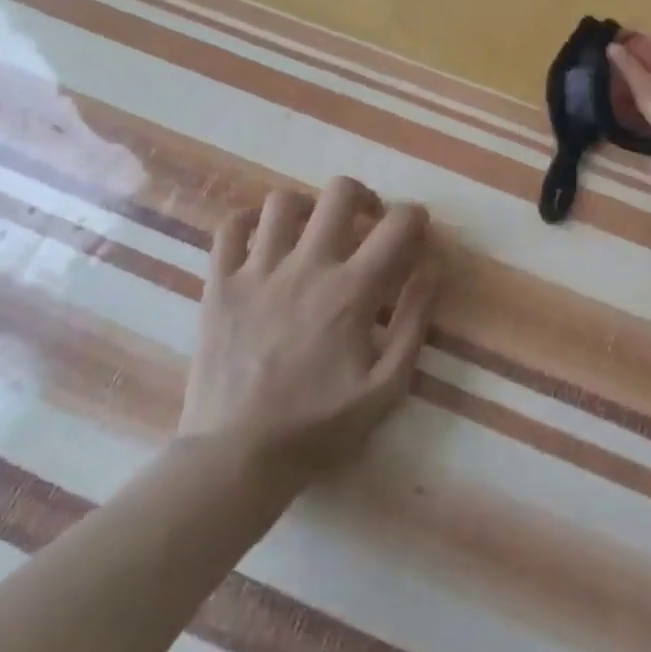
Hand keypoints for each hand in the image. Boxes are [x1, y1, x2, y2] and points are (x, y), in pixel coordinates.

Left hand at [180, 178, 437, 482]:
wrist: (236, 458)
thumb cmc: (318, 426)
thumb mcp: (387, 387)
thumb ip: (415, 323)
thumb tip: (431, 269)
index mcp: (351, 291)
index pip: (397, 225)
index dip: (416, 217)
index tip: (416, 230)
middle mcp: (307, 266)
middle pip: (339, 193)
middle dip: (363, 197)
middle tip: (366, 221)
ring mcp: (258, 272)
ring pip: (282, 202)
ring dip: (307, 208)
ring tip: (312, 230)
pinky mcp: (219, 285)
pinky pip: (229, 229)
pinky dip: (248, 222)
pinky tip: (262, 238)